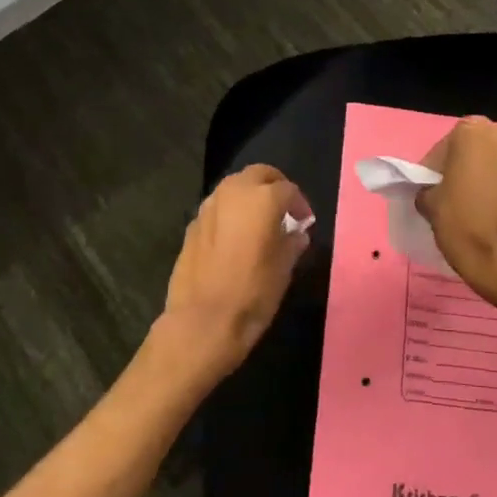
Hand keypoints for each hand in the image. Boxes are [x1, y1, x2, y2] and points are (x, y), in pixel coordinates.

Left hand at [158, 165, 311, 381]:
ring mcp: (208, 207)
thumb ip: (292, 243)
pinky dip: (230, 213)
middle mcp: (232, 193)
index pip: (288, 190)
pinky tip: (236, 238)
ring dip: (249, 196)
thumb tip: (296, 234)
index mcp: (261, 199)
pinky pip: (217, 208)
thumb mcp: (284, 269)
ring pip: (234, 187)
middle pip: (258, 174)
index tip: (305, 222)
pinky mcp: (192, 225)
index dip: (300, 204)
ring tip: (260, 222)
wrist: (203, 322)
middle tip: (284, 209)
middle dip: (274, 186)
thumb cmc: (253, 294)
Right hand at [418, 117, 496, 304]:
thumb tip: (433, 189)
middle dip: (462, 165)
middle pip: (475, 147)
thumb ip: (428, 186)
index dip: (434, 168)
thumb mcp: (429, 204)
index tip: (430, 188)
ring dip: (485, 173)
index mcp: (473, 133)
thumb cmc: (465, 227)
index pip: (445, 146)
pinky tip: (494, 208)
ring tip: (474, 201)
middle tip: (450, 192)